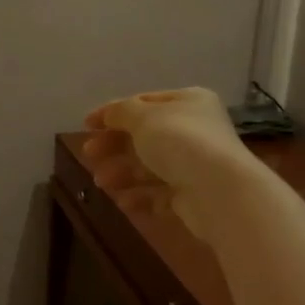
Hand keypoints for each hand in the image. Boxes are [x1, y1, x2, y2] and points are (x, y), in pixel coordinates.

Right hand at [80, 87, 252, 240]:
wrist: (218, 192)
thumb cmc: (180, 143)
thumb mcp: (144, 118)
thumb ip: (120, 112)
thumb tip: (107, 113)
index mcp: (188, 102)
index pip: (145, 102)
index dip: (113, 112)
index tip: (86, 125)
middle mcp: (194, 130)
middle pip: (145, 136)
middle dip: (114, 146)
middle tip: (89, 154)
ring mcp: (195, 165)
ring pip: (150, 166)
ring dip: (122, 173)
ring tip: (101, 182)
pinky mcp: (192, 196)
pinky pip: (159, 194)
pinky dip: (139, 197)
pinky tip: (122, 202)